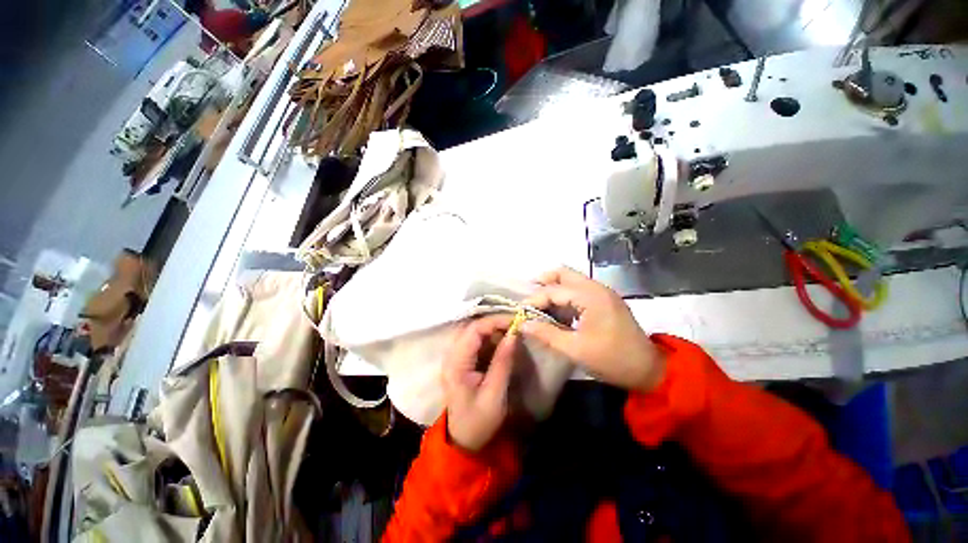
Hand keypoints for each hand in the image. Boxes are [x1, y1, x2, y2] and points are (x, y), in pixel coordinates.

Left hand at [442, 314, 516, 451]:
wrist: (464, 441)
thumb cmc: (479, 422)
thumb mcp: (494, 394)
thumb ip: (503, 361)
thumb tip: (513, 333)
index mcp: (456, 364)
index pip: (473, 330)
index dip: (495, 321)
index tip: (516, 321)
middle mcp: (451, 355)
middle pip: (472, 327)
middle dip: (495, 323)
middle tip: (516, 325)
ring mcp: (455, 357)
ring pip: (474, 332)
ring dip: (493, 329)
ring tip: (513, 332)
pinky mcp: (462, 360)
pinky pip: (475, 341)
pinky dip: (490, 338)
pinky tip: (503, 342)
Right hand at [522, 267, 665, 391]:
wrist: (648, 370)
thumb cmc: (611, 360)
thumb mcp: (575, 349)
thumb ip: (546, 333)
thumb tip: (523, 324)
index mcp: (590, 297)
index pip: (554, 290)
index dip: (534, 299)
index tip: (520, 311)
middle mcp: (596, 288)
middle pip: (563, 273)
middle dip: (543, 283)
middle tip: (529, 300)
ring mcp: (602, 292)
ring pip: (571, 280)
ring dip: (554, 289)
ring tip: (540, 307)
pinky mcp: (605, 300)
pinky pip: (579, 290)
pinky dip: (565, 297)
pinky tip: (558, 312)